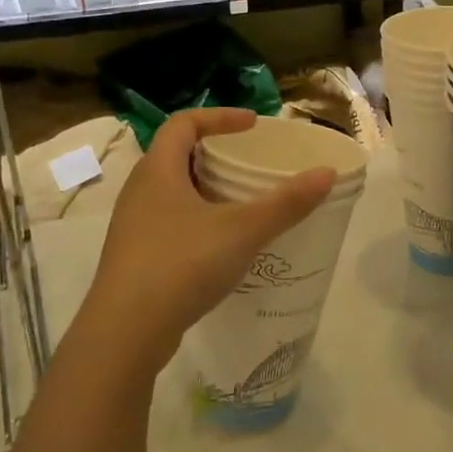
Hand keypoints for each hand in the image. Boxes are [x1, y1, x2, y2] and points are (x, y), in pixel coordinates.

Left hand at [67, 108, 335, 375]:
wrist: (125, 334)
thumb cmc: (181, 265)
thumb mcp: (243, 230)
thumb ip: (287, 202)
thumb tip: (327, 172)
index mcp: (158, 171)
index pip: (183, 123)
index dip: (219, 117)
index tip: (252, 126)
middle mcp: (139, 191)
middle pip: (176, 155)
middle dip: (214, 153)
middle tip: (248, 163)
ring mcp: (133, 227)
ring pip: (172, 192)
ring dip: (205, 189)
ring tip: (240, 203)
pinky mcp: (135, 258)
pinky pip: (169, 223)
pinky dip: (197, 220)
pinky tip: (221, 245)